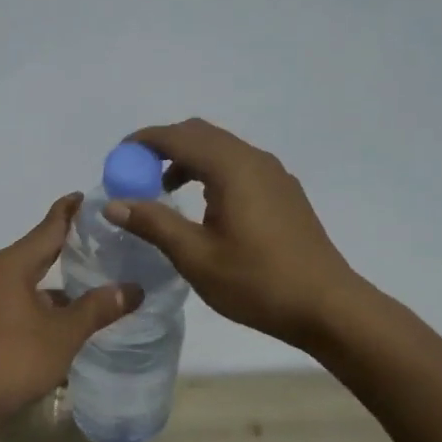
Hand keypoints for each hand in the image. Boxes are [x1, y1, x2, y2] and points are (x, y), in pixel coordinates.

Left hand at [0, 195, 142, 434]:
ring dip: (53, 279)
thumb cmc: (13, 359)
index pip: (47, 229)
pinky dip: (39, 300)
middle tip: (97, 236)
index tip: (87, 196)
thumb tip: (133, 288)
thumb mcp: (63, 334)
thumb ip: (98, 308)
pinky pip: (15, 300)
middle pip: (35, 251)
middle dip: (64, 244)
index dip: (69, 212)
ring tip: (87, 277)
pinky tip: (61, 315)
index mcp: (10, 266)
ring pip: (25, 279)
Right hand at [105, 118, 366, 349]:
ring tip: (164, 193)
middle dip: (163, 148)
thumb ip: (154, 224)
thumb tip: (114, 203)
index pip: (178, 137)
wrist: (327, 306)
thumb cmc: (257, 282)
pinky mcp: (284, 193)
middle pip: (200, 135)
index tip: (117, 159)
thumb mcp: (196, 257)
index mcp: (232, 168)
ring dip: (187, 160)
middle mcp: (254, 160)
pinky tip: (204, 208)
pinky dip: (210, 172)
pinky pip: (238, 166)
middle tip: (136, 175)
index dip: (143, 143)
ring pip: (221, 149)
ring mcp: (274, 175)